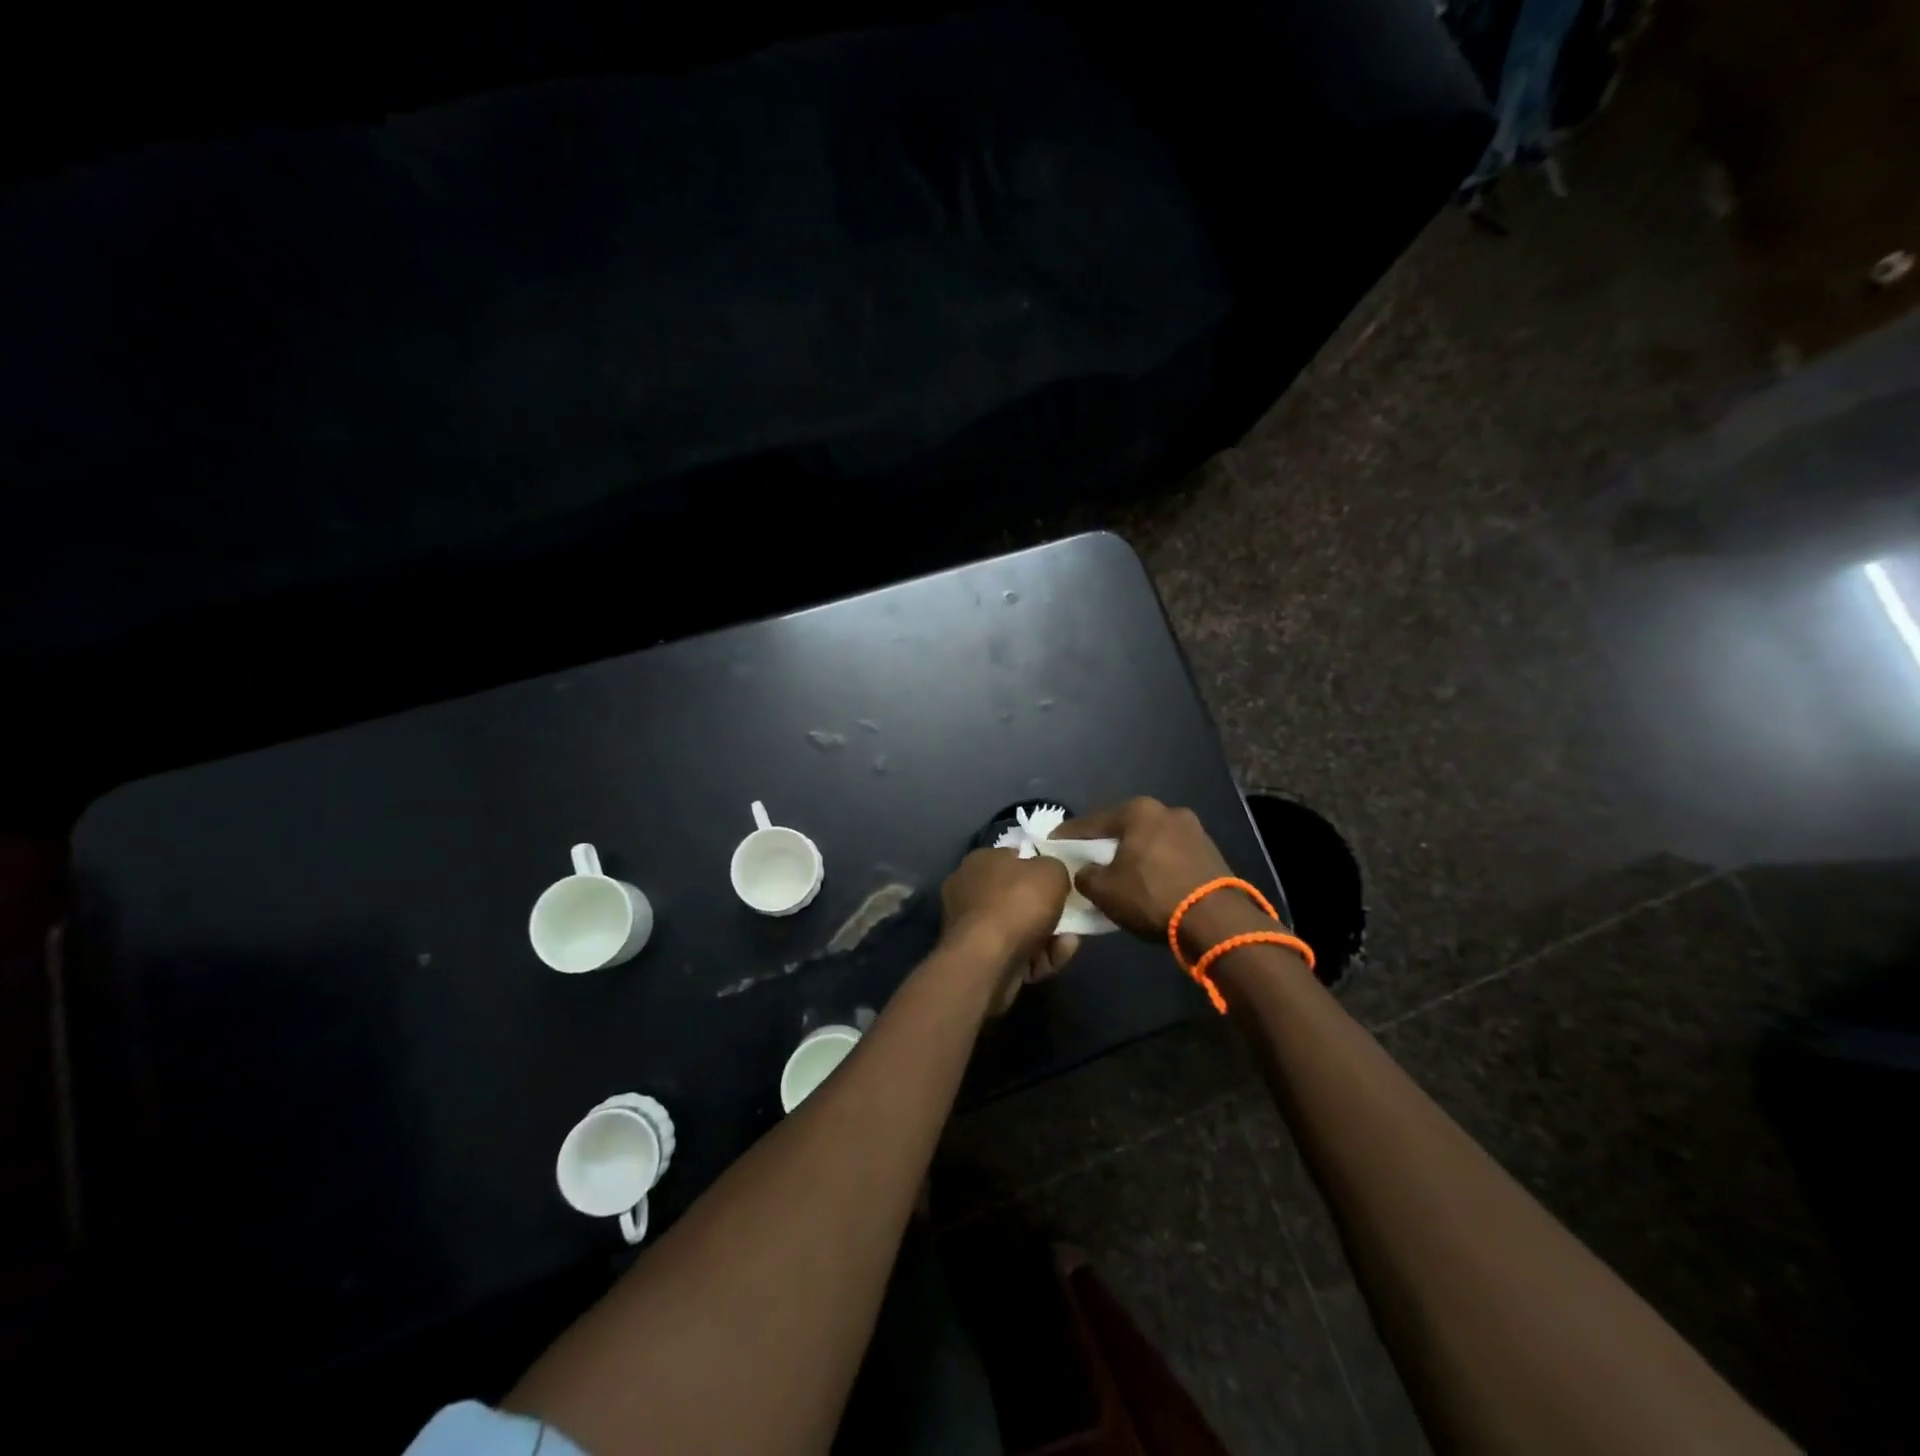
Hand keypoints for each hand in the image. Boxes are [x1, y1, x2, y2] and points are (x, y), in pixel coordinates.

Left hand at [940, 849, 1078, 1012]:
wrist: (988, 960)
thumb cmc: (1017, 903)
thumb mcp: (1051, 871)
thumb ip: (1054, 868)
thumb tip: (1050, 876)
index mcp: (980, 862)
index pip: (1012, 858)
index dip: (1038, 868)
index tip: (1061, 882)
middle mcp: (969, 891)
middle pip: (1017, 897)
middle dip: (1046, 909)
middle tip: (1071, 916)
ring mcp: (970, 928)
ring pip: (1019, 929)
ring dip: (1049, 937)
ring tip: (1070, 942)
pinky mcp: (978, 959)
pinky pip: (1015, 953)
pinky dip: (1038, 957)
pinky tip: (1057, 958)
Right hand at [1055, 798, 1268, 954]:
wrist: (1217, 921)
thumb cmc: (1152, 896)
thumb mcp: (1104, 890)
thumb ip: (1085, 876)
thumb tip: (1085, 873)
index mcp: (1138, 811)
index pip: (1092, 821)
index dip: (1069, 835)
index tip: (1053, 844)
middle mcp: (1166, 811)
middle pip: (1123, 827)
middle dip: (1104, 843)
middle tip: (1086, 859)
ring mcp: (1193, 830)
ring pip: (1149, 840)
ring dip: (1133, 854)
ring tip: (1118, 873)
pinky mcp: (1210, 852)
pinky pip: (1169, 854)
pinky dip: (1155, 864)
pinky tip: (1147, 881)